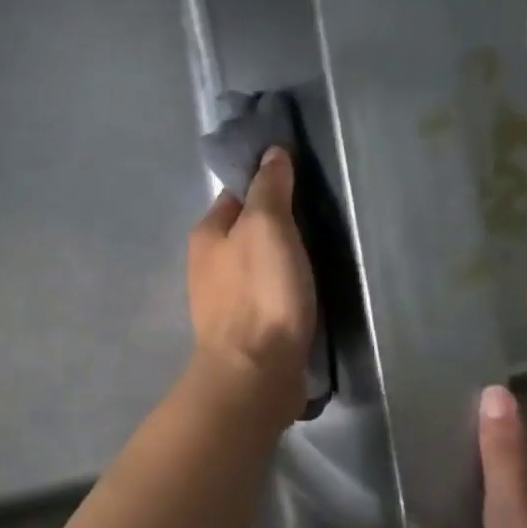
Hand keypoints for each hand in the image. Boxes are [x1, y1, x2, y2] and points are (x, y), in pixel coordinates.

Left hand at [186, 147, 316, 427]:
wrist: (255, 374)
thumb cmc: (260, 293)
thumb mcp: (267, 226)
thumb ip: (269, 188)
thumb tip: (271, 153)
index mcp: (207, 234)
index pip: (237, 194)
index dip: (267, 184)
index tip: (303, 183)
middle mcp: (208, 266)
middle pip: (247, 232)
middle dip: (278, 225)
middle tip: (319, 221)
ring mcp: (224, 302)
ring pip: (257, 266)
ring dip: (282, 260)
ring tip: (320, 256)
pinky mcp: (245, 332)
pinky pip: (267, 297)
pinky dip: (284, 291)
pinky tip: (305, 294)